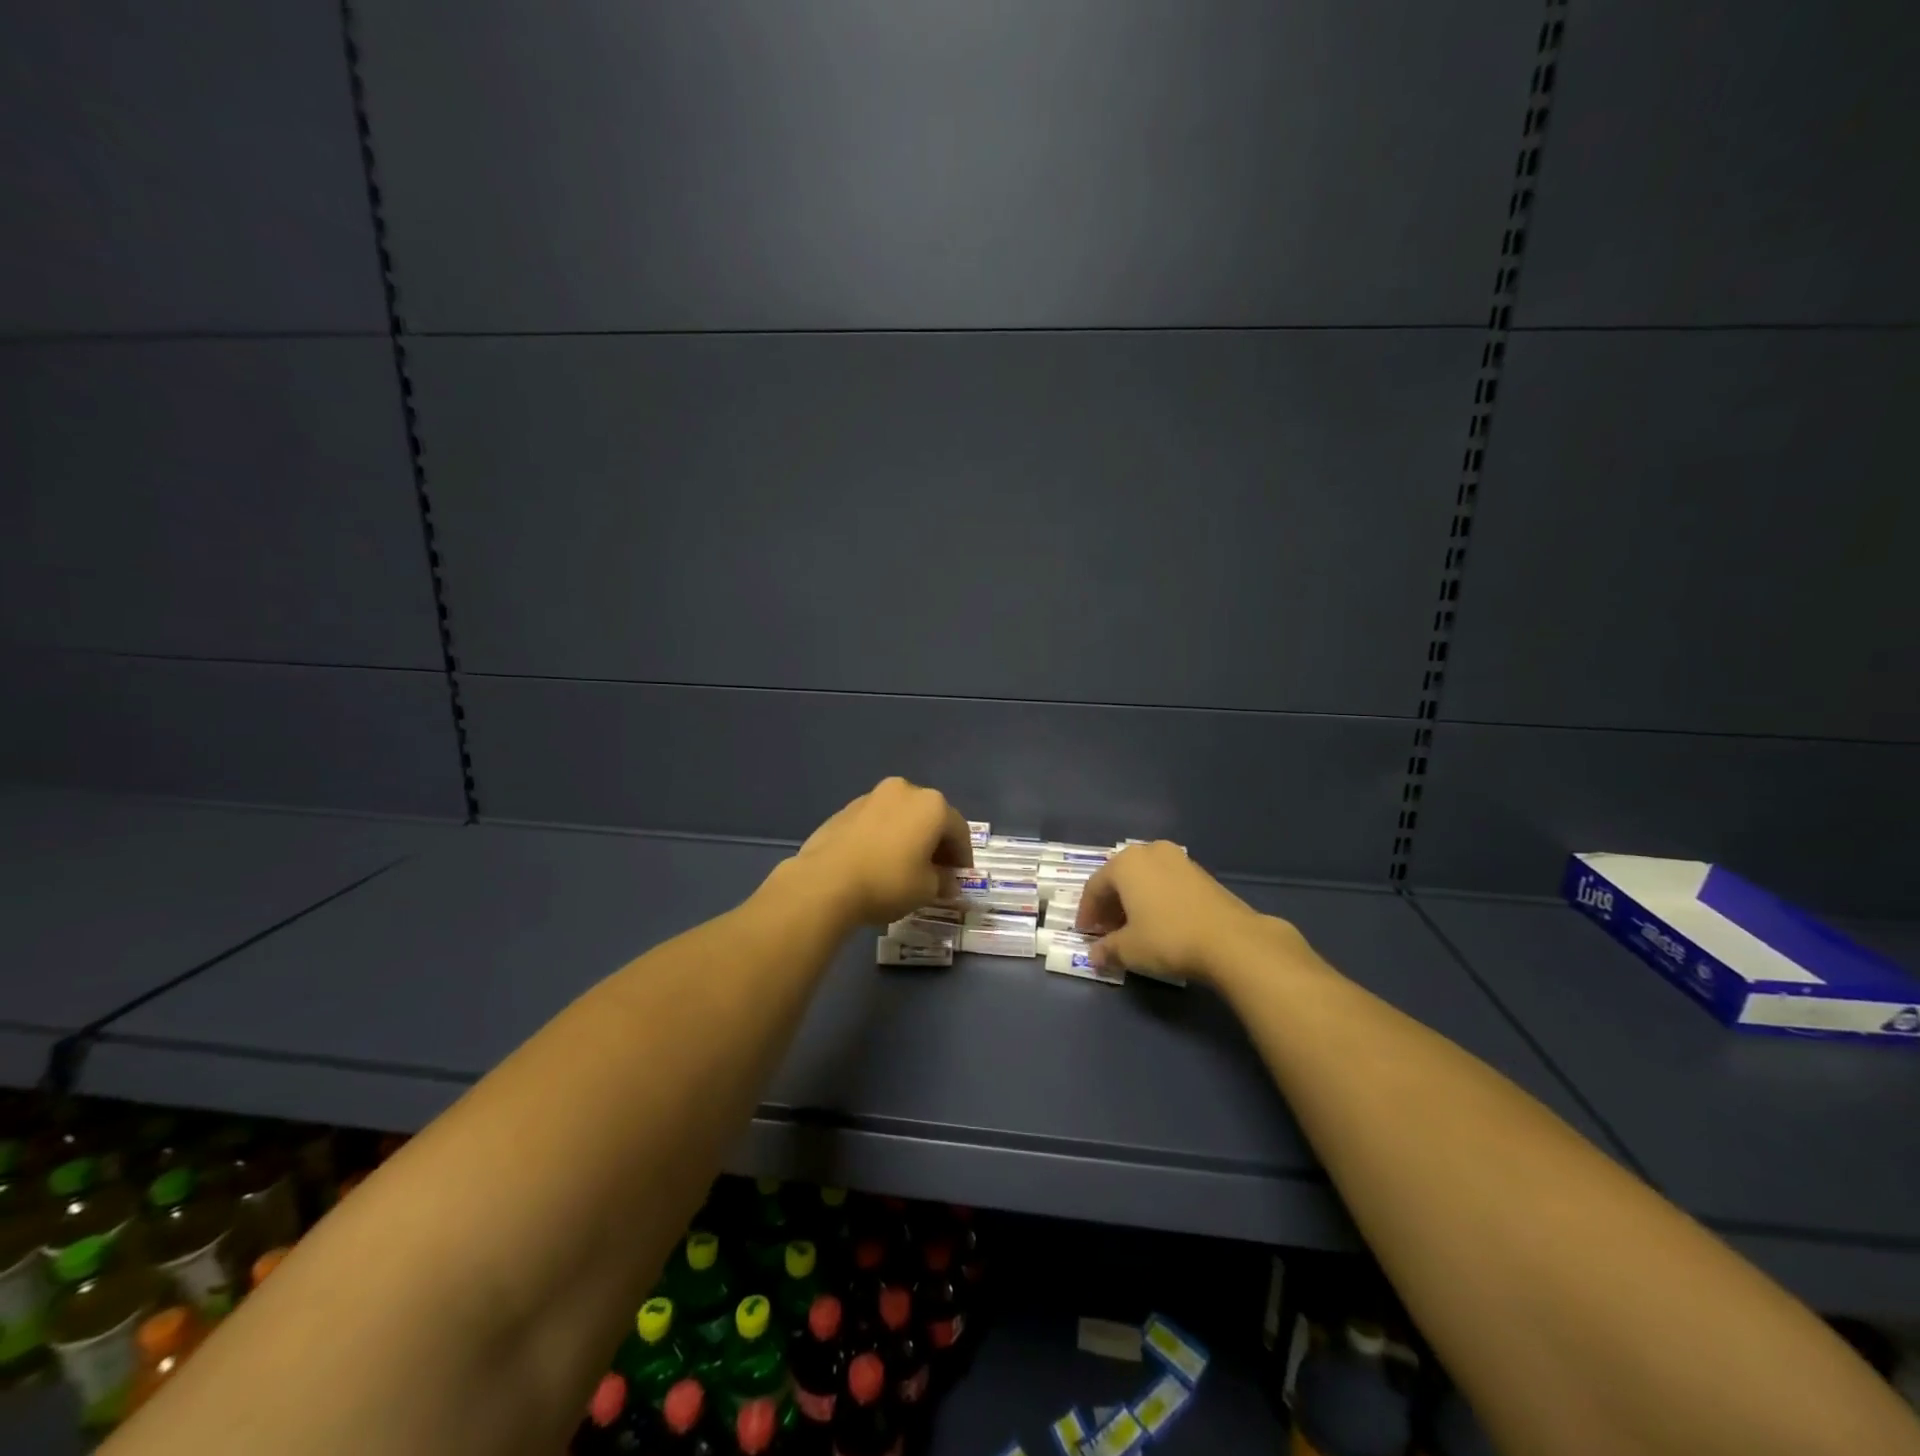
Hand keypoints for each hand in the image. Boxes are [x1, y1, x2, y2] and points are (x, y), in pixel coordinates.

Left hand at [787, 777, 972, 925]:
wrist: (825, 881)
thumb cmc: (888, 882)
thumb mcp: (926, 890)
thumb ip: (943, 882)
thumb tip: (948, 882)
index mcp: (932, 805)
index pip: (959, 831)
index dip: (963, 857)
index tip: (959, 878)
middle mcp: (905, 791)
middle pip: (930, 817)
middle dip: (936, 844)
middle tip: (936, 872)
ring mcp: (872, 796)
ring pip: (902, 817)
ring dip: (909, 837)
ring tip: (905, 866)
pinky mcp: (846, 809)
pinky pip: (877, 822)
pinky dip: (885, 837)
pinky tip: (878, 861)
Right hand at [1074, 841, 1285, 981]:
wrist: (1231, 940)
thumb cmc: (1168, 938)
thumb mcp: (1130, 949)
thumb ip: (1107, 949)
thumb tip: (1094, 956)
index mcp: (1125, 863)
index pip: (1095, 887)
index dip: (1087, 913)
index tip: (1085, 934)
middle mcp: (1150, 852)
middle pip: (1120, 879)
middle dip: (1110, 906)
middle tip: (1107, 932)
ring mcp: (1178, 859)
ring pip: (1144, 879)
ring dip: (1133, 902)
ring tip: (1133, 929)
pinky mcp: (1201, 872)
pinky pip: (1165, 883)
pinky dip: (1155, 899)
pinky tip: (1159, 923)